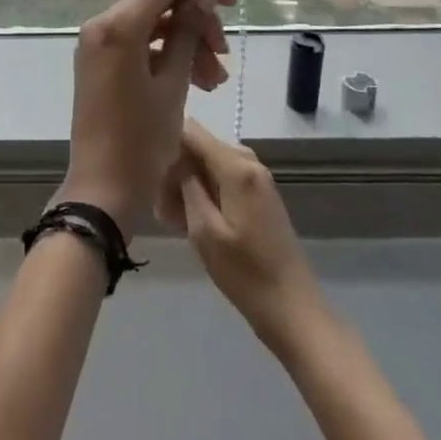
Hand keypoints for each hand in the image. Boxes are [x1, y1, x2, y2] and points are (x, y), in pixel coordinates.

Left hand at [59, 0, 235, 238]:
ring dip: (187, 44)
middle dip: (197, 24)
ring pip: (152, 26)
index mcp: (117, 25)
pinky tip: (196, 81)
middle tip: (223, 56)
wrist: (103, 188)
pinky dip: (167, 57)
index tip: (232, 1)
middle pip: (160, 4)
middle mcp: (101, 25)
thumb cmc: (142, 139)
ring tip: (215, 80)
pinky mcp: (101, 63)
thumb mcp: (173, 84)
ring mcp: (98, 45)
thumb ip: (188, 33)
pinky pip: (139, 46)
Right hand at [159, 119, 324, 350]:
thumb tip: (173, 156)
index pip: (191, 130)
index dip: (166, 142)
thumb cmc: (245, 273)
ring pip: (208, 164)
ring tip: (171, 219)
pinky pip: (222, 180)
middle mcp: (248, 162)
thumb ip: (186, 185)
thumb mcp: (204, 230)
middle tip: (160, 206)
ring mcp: (256, 178)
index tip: (148, 170)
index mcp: (236, 166)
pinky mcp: (258, 195)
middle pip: (199, 147)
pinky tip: (190, 222)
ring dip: (187, 184)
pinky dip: (204, 193)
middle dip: (175, 168)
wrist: (292, 309)